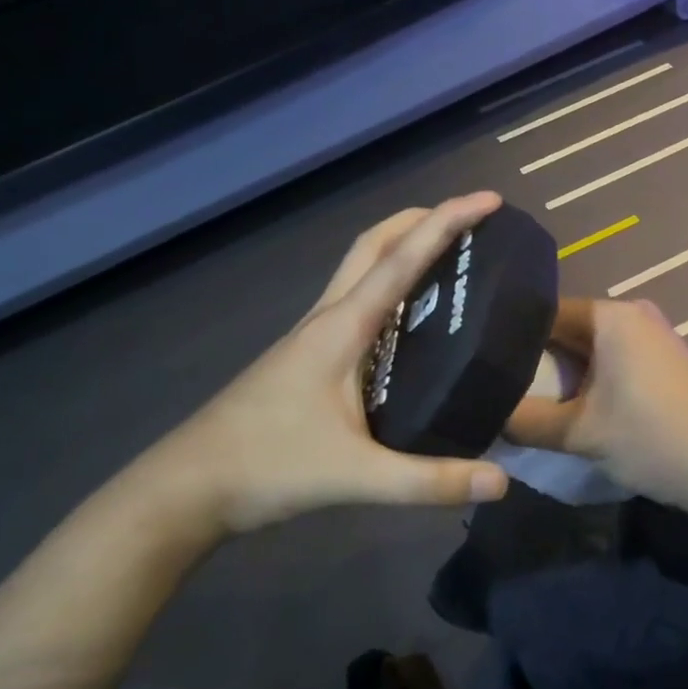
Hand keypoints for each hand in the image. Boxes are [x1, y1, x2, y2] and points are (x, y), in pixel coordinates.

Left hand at [137, 194, 511, 532]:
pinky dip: (389, 288)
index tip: (489, 199)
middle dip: (421, 220)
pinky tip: (408, 321)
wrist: (186, 488)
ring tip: (449, 260)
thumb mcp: (355, 478)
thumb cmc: (266, 468)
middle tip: (469, 220)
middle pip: (374, 245)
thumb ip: (429, 482)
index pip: (401, 259)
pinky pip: (355, 303)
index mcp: (341, 328)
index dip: (447, 222)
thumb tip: (501, 483)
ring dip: (402, 249)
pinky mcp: (307, 359)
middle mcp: (327, 319)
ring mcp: (312, 337)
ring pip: (360, 271)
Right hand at [503, 298, 687, 507]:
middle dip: (536, 359)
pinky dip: (591, 381)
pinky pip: (614, 361)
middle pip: (568, 329)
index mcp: (611, 315)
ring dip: (564, 375)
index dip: (510, 337)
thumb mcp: (579, 433)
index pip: (544, 312)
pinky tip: (571, 408)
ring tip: (526, 399)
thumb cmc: (652, 439)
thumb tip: (489, 414)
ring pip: (591, 348)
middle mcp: (633, 313)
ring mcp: (653, 336)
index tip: (483, 362)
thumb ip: (526, 421)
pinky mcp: (665, 361)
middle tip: (497, 385)